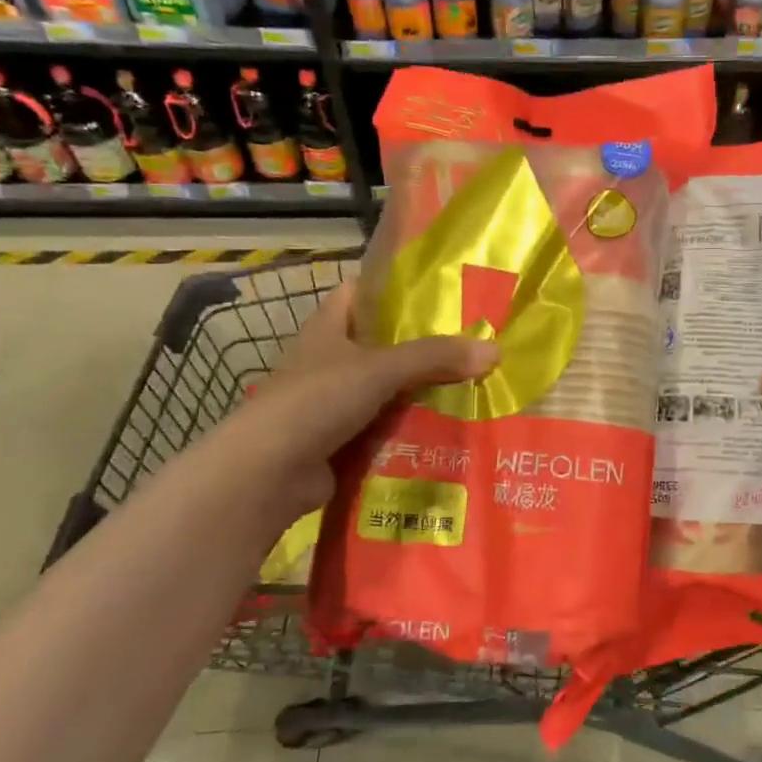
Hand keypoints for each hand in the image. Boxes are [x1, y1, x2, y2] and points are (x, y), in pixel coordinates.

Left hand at [243, 279, 497, 519]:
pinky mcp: (340, 440)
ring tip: (473, 386)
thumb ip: (435, 356)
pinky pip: (385, 427)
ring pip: (388, 389)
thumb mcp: (380, 368)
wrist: (266, 474)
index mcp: (328, 327)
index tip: (441, 291)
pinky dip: (410, 428)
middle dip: (424, 346)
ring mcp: (333, 402)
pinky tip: (448, 429)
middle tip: (473, 344)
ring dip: (421, 391)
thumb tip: (495, 350)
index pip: (361, 292)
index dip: (396, 287)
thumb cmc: (316, 400)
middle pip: (383, 344)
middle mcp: (329, 360)